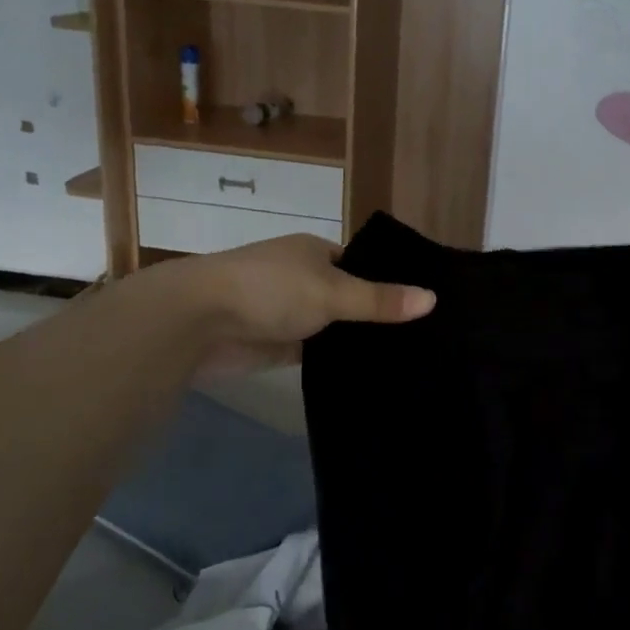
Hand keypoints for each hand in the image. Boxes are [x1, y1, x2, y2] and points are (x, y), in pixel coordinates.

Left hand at [155, 234, 433, 377]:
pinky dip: (334, 362)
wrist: (196, 321)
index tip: (423, 305)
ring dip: (354, 341)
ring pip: (331, 328)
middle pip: (348, 297)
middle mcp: (302, 278)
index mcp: (314, 253)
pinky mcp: (275, 345)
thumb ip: (380, 300)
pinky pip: (314, 353)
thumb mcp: (333, 292)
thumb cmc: (269, 289)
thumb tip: (433, 299)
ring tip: (406, 360)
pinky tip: (367, 376)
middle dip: (375, 315)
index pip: (361, 265)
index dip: (388, 282)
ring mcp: (287, 313)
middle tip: (424, 339)